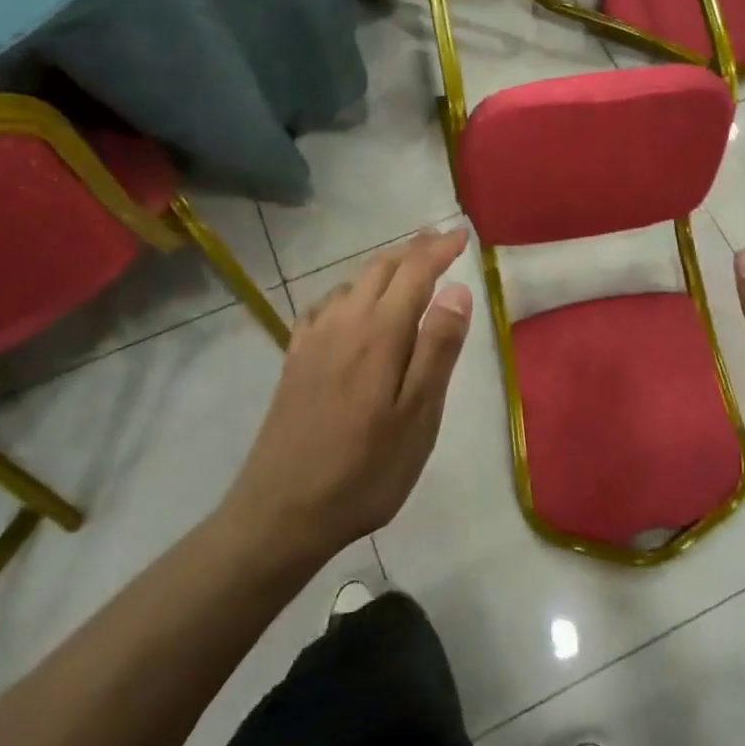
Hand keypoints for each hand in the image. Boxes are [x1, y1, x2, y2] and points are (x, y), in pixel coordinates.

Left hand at [223, 228, 472, 563]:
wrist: (282, 510)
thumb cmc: (366, 469)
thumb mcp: (418, 416)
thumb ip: (438, 348)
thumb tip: (457, 291)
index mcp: (380, 333)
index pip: (415, 272)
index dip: (439, 249)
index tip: (462, 235)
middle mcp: (343, 323)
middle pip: (381, 268)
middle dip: (413, 250)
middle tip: (441, 242)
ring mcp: (313, 340)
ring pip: (352, 283)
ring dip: (384, 268)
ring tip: (407, 269)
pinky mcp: (295, 359)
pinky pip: (326, 306)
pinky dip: (350, 291)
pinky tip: (352, 306)